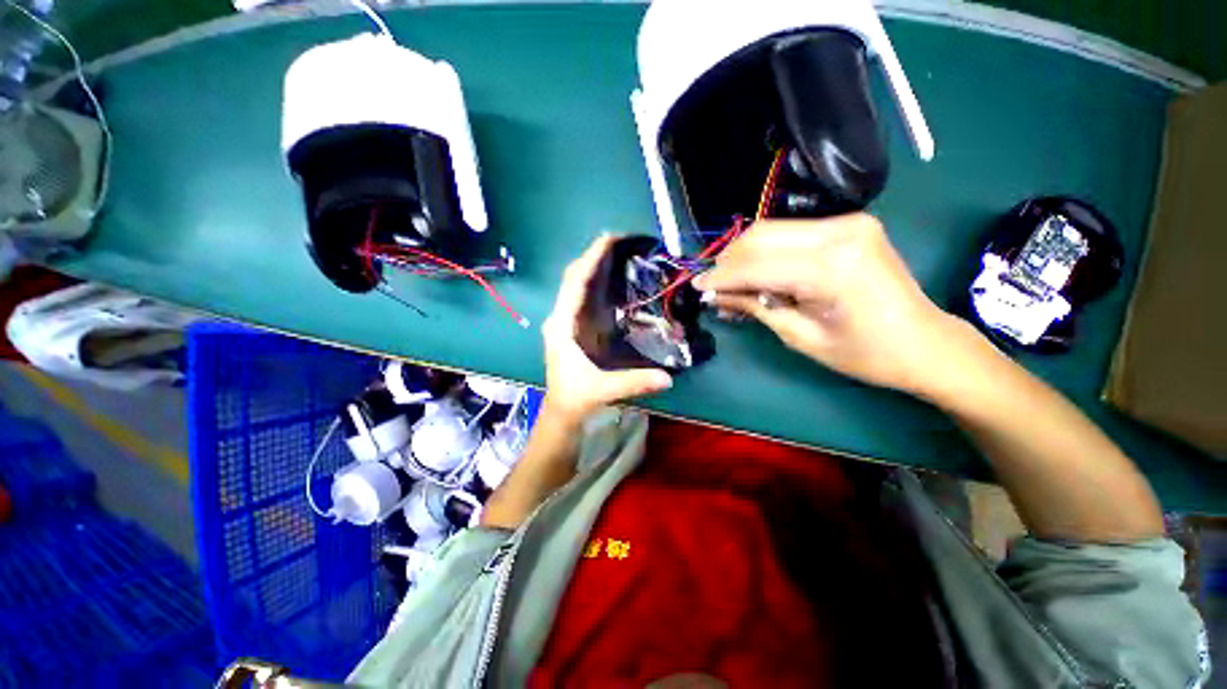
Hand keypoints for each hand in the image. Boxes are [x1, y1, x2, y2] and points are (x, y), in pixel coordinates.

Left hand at [541, 235, 673, 422]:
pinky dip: (594, 283)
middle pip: (573, 278)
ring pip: (575, 286)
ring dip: (592, 267)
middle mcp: (560, 318)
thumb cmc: (574, 398)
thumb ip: (633, 382)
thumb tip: (667, 377)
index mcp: (561, 326)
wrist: (562, 411)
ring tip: (617, 253)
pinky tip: (611, 281)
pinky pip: (581, 297)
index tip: (608, 238)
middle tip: (619, 242)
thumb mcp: (602, 389)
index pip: (574, 283)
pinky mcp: (572, 328)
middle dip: (592, 257)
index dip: (590, 259)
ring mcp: (565, 322)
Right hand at [693, 214, 966, 395]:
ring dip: (745, 255)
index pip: (755, 265)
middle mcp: (840, 231)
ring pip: (772, 230)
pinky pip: (791, 233)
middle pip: (760, 236)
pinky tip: (759, 274)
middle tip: (712, 286)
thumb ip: (755, 307)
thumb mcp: (800, 336)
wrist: (925, 343)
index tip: (696, 288)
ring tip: (732, 283)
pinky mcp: (849, 224)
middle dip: (729, 262)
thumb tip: (716, 296)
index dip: (720, 277)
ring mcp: (848, 222)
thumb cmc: (865, 354)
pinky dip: (767, 252)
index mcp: (831, 267)